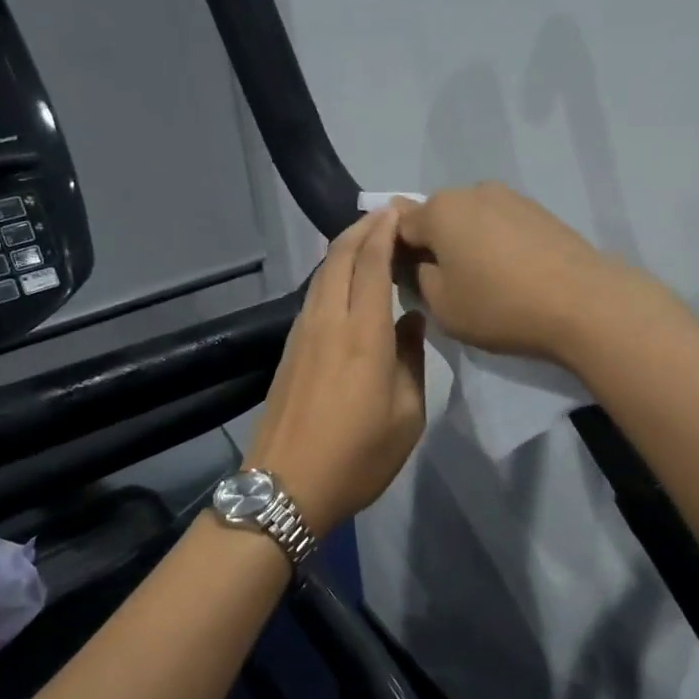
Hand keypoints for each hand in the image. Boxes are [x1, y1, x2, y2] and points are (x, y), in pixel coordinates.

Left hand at [246, 207, 426, 533]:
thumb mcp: (407, 416)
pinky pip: (312, 295)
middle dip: (360, 229)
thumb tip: (411, 321)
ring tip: (366, 240)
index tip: (398, 211)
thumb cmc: (358, 457)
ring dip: (342, 249)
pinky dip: (330, 275)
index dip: (383, 232)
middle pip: (338, 257)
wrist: (286, 487)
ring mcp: (302, 334)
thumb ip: (412, 360)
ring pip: (320, 274)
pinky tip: (344, 282)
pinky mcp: (289, 350)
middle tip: (384, 216)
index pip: (371, 264)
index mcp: (363, 335)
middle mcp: (327, 322)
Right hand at [394, 183, 656, 366]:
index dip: (395, 253)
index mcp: (439, 210)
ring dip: (466, 243)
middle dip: (432, 244)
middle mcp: (471, 192)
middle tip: (443, 283)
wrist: (582, 303)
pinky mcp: (539, 211)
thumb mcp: (441, 306)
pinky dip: (496, 244)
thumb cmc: (499, 306)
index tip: (405, 281)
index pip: (398, 225)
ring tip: (481, 281)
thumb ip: (419, 277)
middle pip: (436, 217)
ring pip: (470, 220)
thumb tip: (423, 262)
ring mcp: (510, 197)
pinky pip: (500, 225)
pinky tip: (510, 274)